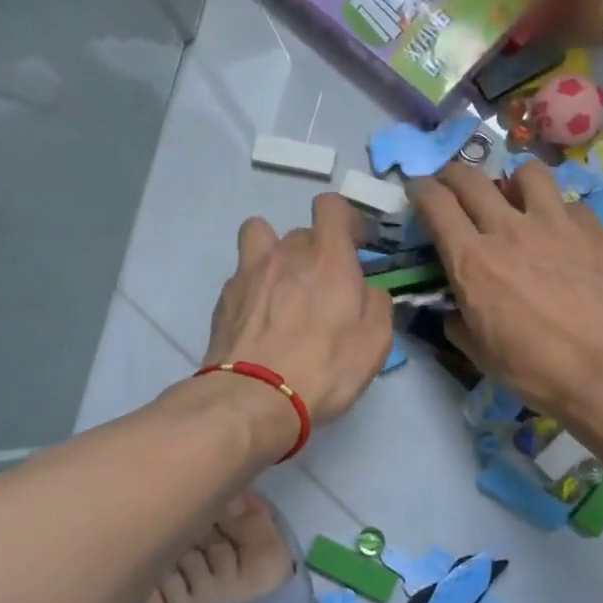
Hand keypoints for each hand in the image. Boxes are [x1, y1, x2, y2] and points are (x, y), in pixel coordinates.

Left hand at [205, 193, 394, 433]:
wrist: (254, 397)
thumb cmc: (324, 369)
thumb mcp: (374, 343)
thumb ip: (377, 304)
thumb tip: (369, 290)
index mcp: (328, 258)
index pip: (331, 206)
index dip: (344, 219)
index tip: (353, 244)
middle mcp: (286, 254)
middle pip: (301, 232)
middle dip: (314, 252)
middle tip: (322, 288)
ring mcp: (249, 272)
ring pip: (260, 238)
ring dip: (274, 253)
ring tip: (281, 286)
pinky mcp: (225, 297)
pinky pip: (242, 275)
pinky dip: (253, 286)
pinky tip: (258, 318)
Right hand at [412, 161, 602, 424]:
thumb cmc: (537, 370)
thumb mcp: (480, 354)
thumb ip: (459, 323)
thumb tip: (455, 312)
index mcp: (472, 261)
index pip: (435, 203)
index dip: (421, 190)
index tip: (418, 192)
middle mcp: (508, 229)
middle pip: (471, 178)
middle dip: (453, 175)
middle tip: (452, 186)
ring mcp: (555, 223)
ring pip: (526, 173)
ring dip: (512, 182)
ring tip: (516, 199)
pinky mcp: (594, 228)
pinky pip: (568, 204)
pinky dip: (558, 213)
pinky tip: (563, 235)